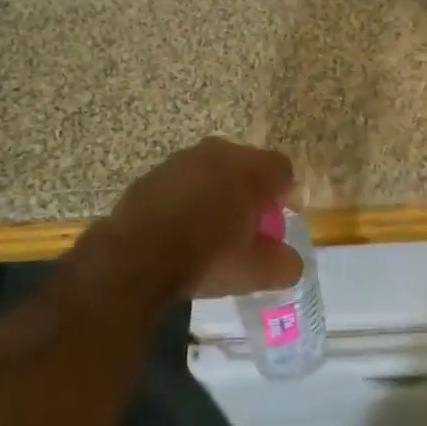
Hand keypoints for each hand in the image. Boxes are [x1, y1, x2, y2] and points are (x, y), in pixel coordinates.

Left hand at [104, 137, 301, 302]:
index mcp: (251, 171)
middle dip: (249, 190)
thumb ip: (284, 265)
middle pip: (247, 164)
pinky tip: (178, 226)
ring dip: (217, 189)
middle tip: (243, 225)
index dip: (283, 195)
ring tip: (209, 225)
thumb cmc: (205, 259)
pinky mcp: (155, 171)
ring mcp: (184, 158)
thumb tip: (291, 261)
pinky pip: (183, 179)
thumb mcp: (254, 273)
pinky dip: (187, 195)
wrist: (135, 258)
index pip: (282, 169)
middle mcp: (220, 153)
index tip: (272, 222)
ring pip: (213, 168)